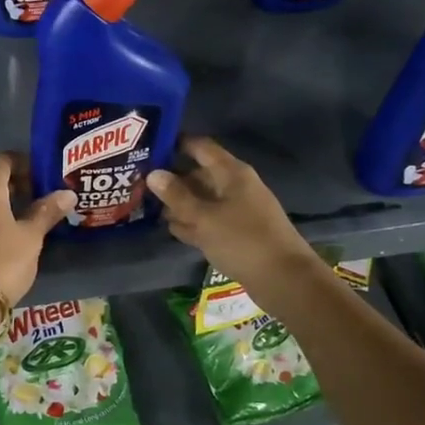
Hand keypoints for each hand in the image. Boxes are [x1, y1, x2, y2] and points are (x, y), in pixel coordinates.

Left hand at [0, 153, 75, 307]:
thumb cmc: (4, 261)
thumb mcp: (31, 237)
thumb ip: (46, 212)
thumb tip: (67, 193)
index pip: (0, 161)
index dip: (19, 162)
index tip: (37, 173)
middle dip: (12, 189)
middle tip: (36, 201)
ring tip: (20, 227)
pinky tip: (0, 247)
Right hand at [147, 138, 318, 292]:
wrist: (284, 279)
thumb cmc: (242, 240)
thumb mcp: (203, 217)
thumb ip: (176, 196)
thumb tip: (152, 173)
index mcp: (231, 173)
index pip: (200, 147)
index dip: (175, 144)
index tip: (148, 148)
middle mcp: (235, 186)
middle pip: (198, 175)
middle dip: (172, 181)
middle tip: (139, 186)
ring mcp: (237, 210)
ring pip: (202, 200)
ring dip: (180, 205)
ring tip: (148, 209)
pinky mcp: (237, 232)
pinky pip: (209, 220)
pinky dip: (193, 223)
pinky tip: (172, 230)